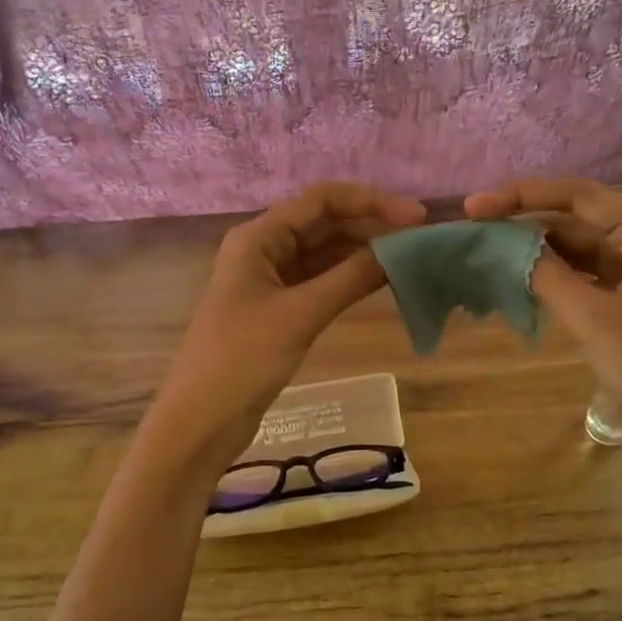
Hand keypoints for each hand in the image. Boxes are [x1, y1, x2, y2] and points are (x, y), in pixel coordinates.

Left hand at [153, 183, 426, 461]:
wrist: (200, 420)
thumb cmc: (243, 359)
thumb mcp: (301, 314)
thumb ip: (351, 278)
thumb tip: (401, 250)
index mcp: (259, 237)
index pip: (322, 200)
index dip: (371, 202)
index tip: (416, 217)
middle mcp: (264, 249)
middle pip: (325, 224)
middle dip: (371, 227)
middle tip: (421, 241)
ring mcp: (270, 281)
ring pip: (324, 254)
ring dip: (363, 253)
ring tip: (410, 258)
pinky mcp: (278, 310)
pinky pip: (320, 282)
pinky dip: (349, 280)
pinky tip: (382, 282)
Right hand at [465, 177, 621, 423]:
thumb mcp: (592, 317)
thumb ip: (546, 273)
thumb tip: (504, 245)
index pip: (579, 197)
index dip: (523, 195)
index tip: (475, 206)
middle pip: (577, 217)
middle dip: (526, 219)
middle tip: (474, 225)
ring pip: (577, 246)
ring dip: (535, 246)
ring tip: (487, 247)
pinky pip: (581, 273)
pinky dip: (550, 272)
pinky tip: (517, 275)